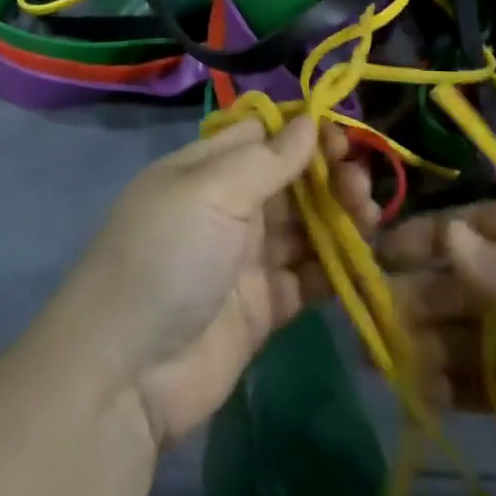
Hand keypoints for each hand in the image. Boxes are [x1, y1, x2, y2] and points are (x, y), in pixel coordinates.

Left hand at [61, 116, 376, 449]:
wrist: (126, 374)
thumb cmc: (167, 257)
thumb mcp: (210, 192)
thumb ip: (267, 159)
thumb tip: (310, 122)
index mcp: (208, 170)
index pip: (263, 135)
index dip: (304, 132)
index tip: (342, 138)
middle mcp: (229, 208)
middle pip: (291, 179)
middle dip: (329, 175)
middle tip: (359, 184)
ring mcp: (246, 258)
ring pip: (306, 225)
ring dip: (340, 215)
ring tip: (368, 215)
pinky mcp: (264, 306)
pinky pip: (307, 276)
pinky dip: (334, 266)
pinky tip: (359, 259)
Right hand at [380, 205, 495, 495]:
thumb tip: (447, 231)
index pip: (489, 228)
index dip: (437, 235)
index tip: (384, 249)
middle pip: (476, 283)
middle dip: (427, 295)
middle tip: (375, 316)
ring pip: (478, 336)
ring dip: (434, 344)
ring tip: (390, 362)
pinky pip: (492, 385)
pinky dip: (458, 386)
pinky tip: (423, 393)